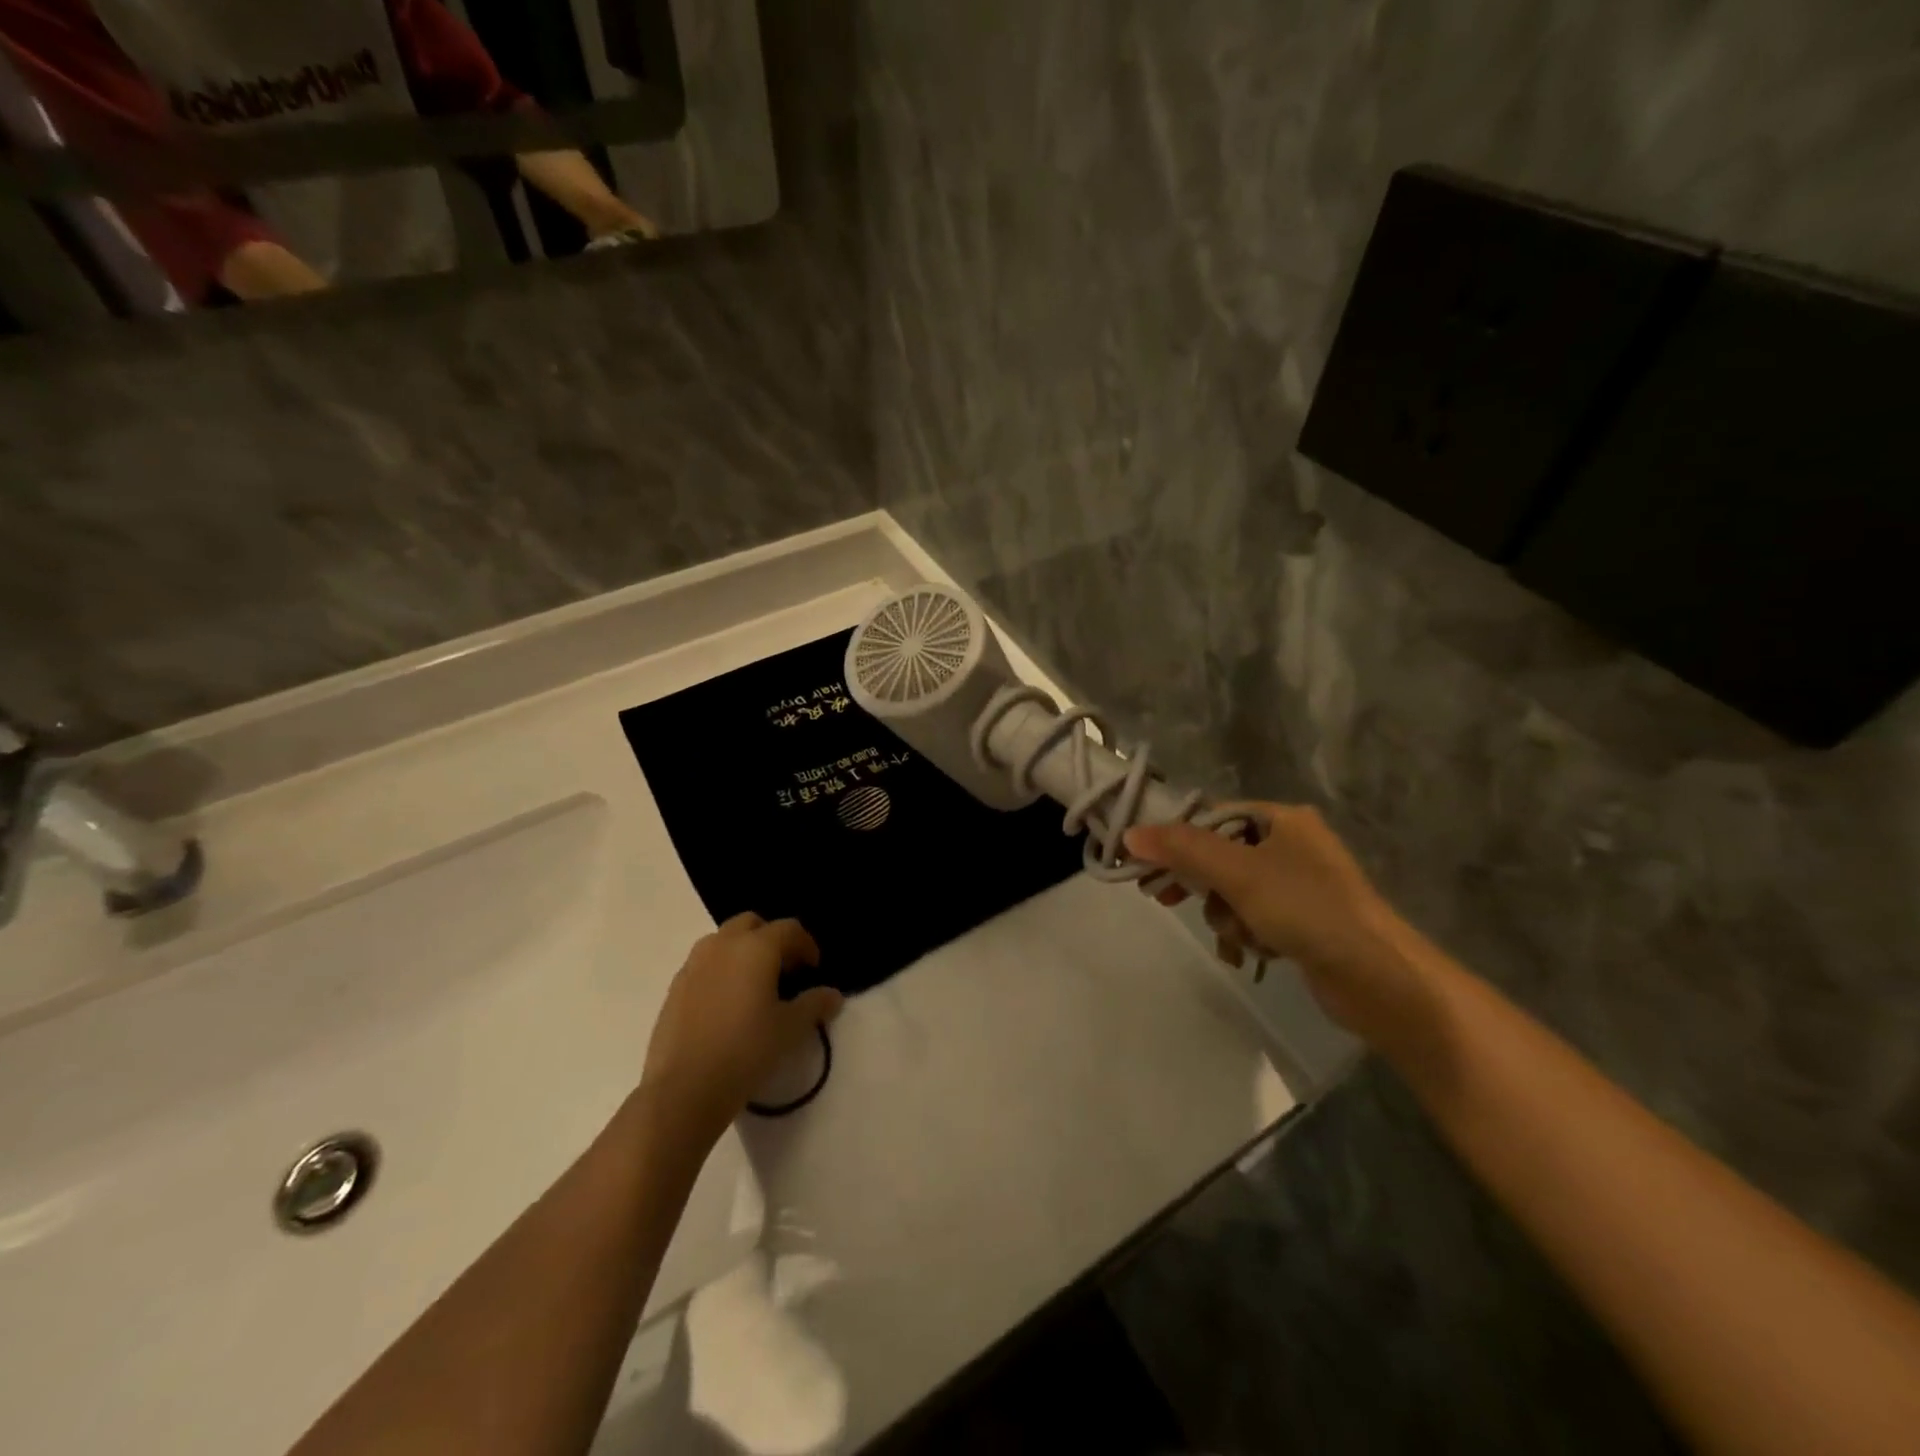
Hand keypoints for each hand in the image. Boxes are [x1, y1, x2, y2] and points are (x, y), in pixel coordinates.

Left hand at [642, 914, 843, 1147]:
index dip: (806, 945)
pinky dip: (720, 970)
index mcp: (756, 947)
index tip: (813, 970)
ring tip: (753, 985)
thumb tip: (833, 995)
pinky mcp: (675, 986)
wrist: (684, 1088)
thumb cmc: (746, 1050)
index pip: (789, 929)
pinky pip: (704, 964)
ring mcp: (694, 964)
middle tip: (784, 970)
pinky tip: (726, 1004)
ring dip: (742, 951)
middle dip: (771, 939)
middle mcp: (723, 945)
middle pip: (752, 924)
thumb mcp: (790, 1029)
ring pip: (723, 940)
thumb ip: (815, 1005)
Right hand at [1125, 805, 1438, 1049]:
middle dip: (1200, 883)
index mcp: (1282, 819)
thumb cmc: (1307, 909)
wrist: (1379, 978)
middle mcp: (1292, 844)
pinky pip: (1254, 917)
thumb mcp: (1238, 872)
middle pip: (1220, 855)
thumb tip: (1129, 834)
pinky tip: (1251, 952)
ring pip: (1233, 891)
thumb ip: (1182, 849)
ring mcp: (1300, 885)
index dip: (1177, 840)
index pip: (1212, 817)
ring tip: (1234, 935)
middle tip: (1167, 899)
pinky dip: (1245, 932)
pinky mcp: (1304, 921)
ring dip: (1225, 914)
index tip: (1147, 867)